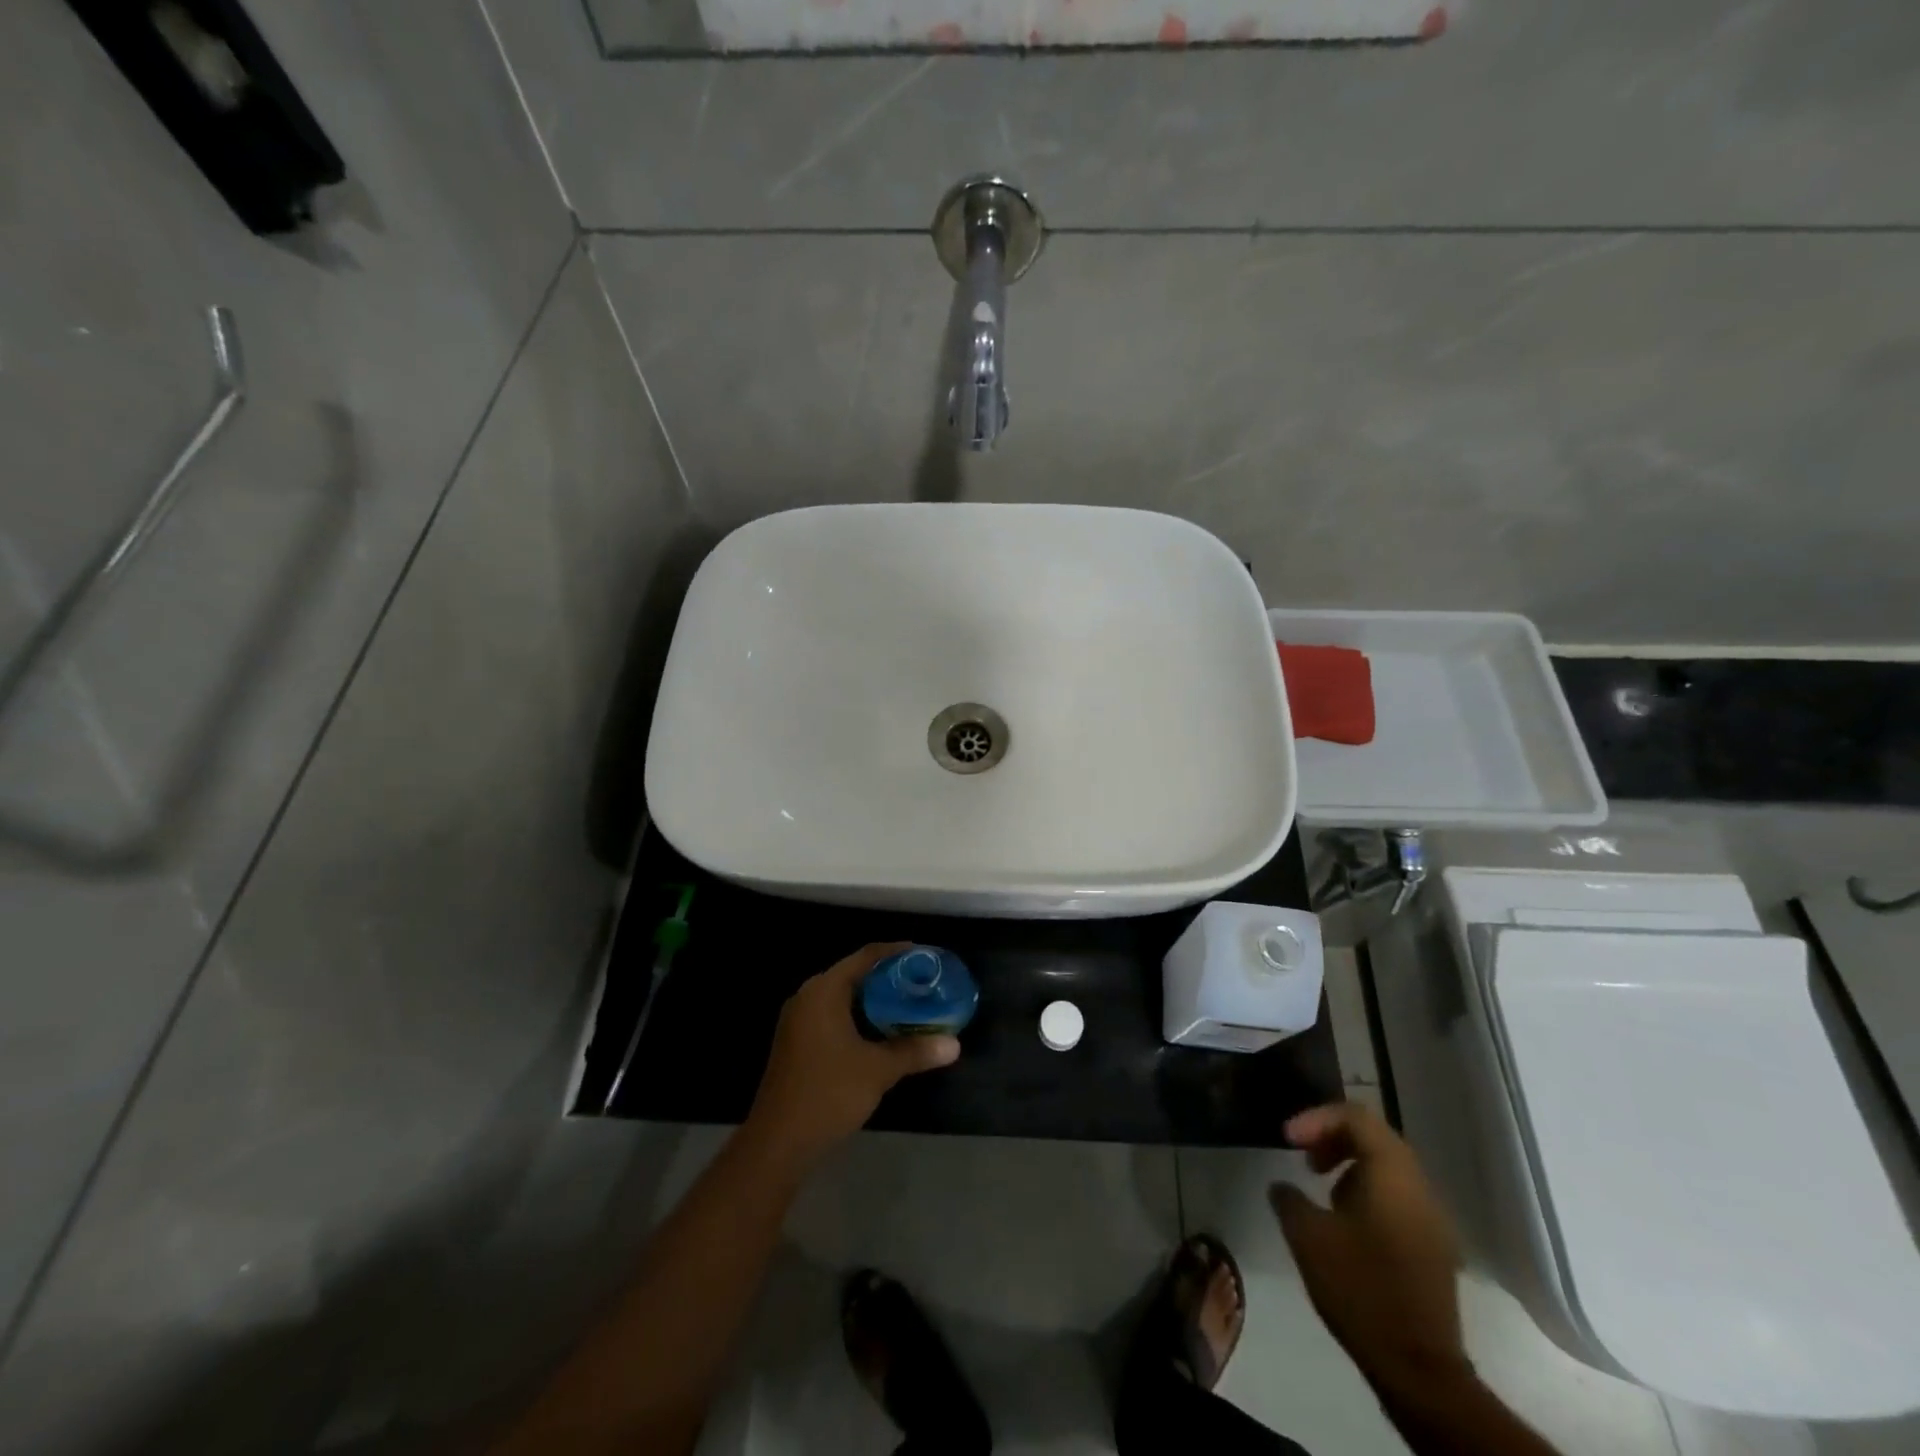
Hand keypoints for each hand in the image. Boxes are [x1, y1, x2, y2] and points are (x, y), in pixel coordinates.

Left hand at [747, 943, 960, 1163]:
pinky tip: (882, 1033)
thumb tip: (954, 1045)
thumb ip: (915, 1052)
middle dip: (889, 978)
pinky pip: (833, 1015)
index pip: (866, 956)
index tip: (925, 957)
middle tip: (921, 984)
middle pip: (854, 974)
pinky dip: (859, 1017)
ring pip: (843, 997)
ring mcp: (798, 1021)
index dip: (897, 952)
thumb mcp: (878, 1070)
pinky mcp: (797, 1042)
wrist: (778, 1142)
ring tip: (909, 1005)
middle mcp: (808, 997)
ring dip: (874, 1000)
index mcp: (824, 991)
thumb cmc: (828, 1093)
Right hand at [1270, 1101, 1468, 1394]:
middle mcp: (1420, 1188)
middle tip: (1302, 1154)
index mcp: (1393, 1174)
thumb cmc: (1359, 1288)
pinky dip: (1368, 1190)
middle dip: (1334, 1137)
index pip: (1356, 1116)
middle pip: (1377, 1137)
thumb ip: (1290, 1199)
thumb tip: (1283, 1187)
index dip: (1317, 1118)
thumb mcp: (1308, 1236)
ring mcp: (1433, 1220)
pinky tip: (1344, 1220)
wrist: (1418, 1368)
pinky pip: (1399, 1197)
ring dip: (1350, 1164)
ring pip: (1389, 1168)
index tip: (1288, 1140)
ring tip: (1319, 1186)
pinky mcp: (1434, 1248)